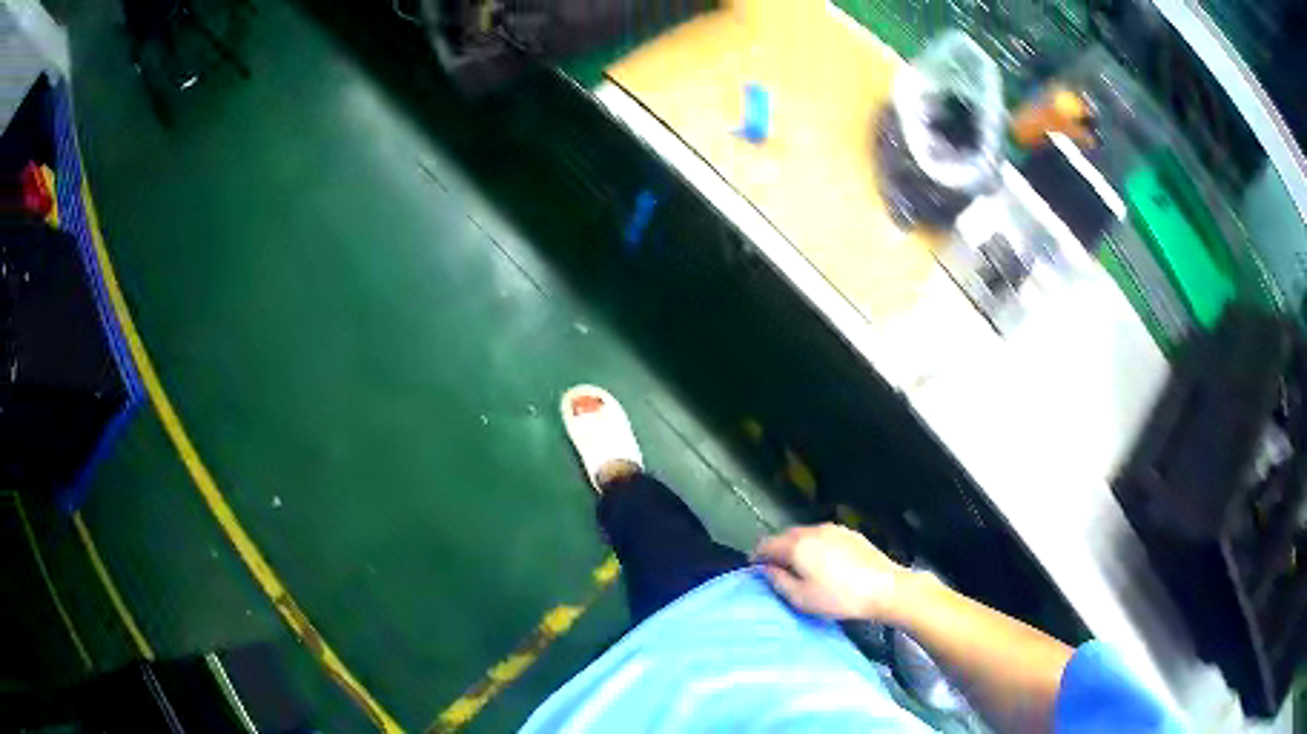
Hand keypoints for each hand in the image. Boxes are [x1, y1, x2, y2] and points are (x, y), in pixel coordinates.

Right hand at [753, 523, 907, 620]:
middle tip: (776, 571)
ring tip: (800, 568)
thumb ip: (778, 581)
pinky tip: (823, 563)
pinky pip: (823, 536)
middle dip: (777, 550)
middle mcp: (813, 530)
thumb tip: (766, 569)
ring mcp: (834, 529)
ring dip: (796, 547)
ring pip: (805, 535)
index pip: (766, 544)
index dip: (757, 556)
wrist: (885, 588)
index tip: (755, 570)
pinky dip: (815, 546)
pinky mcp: (850, 533)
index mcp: (797, 545)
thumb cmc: (839, 597)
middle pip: (785, 536)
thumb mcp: (801, 598)